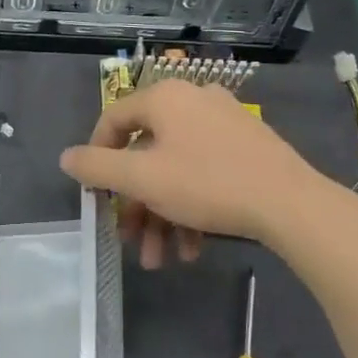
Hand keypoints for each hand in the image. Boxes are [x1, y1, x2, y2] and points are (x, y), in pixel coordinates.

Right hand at [60, 79, 318, 267]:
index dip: (96, 157)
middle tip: (129, 240)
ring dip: (162, 216)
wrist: (291, 204)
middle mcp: (193, 101)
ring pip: (176, 170)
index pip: (114, 119)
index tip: (95, 193)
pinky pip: (205, 174)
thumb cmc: (207, 184)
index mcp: (165, 98)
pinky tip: (192, 249)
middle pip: (147, 153)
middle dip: (135, 205)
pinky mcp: (247, 148)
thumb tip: (66, 157)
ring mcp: (224, 123)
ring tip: (160, 259)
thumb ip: (97, 166)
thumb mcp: (141, 178)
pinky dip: (192, 209)